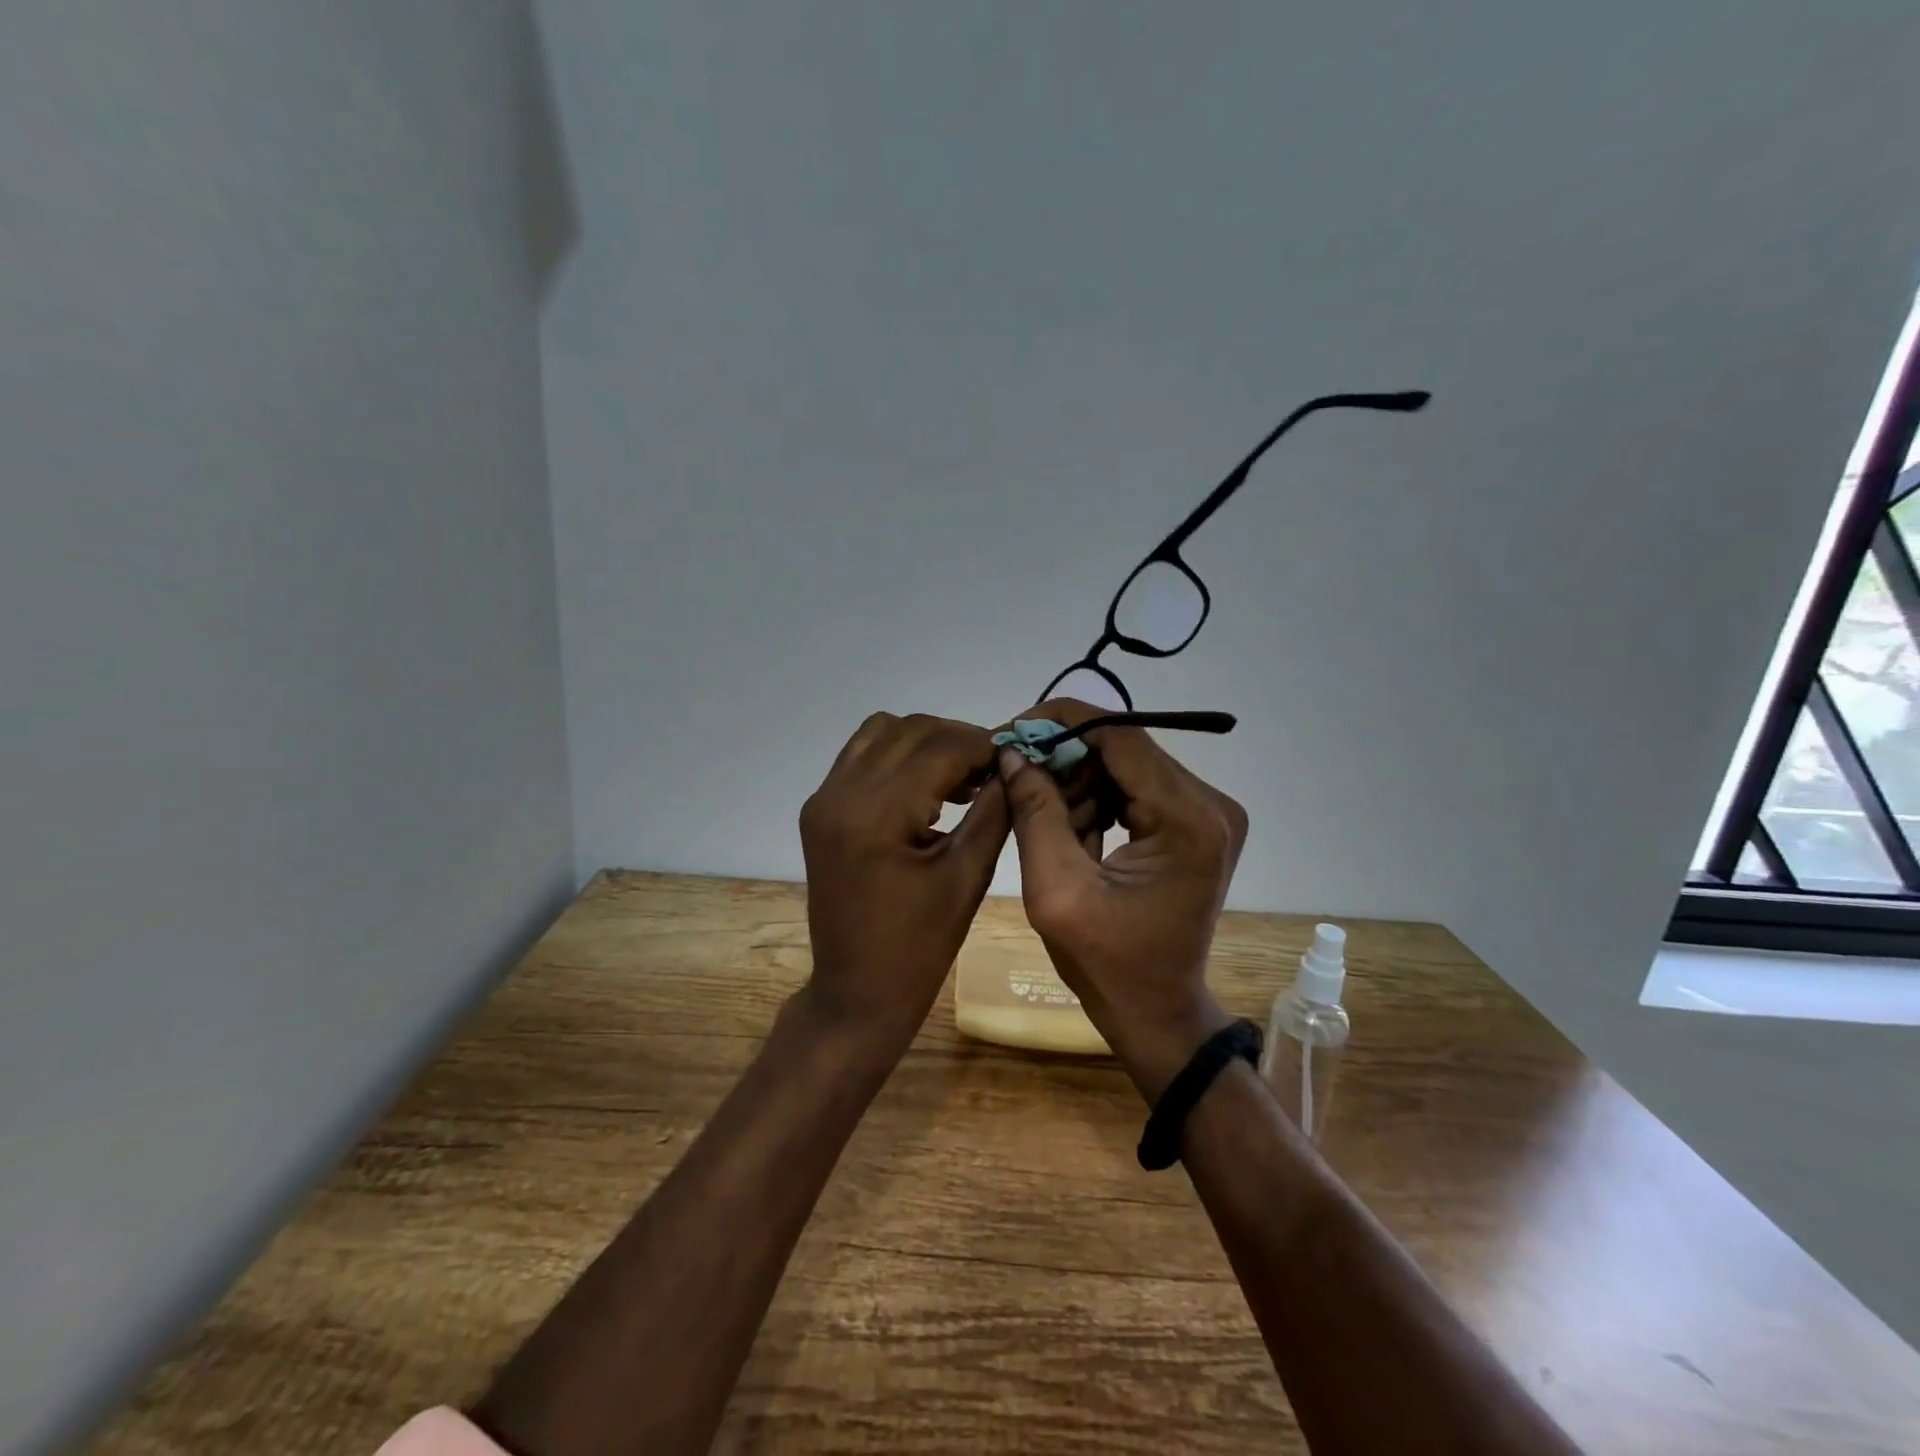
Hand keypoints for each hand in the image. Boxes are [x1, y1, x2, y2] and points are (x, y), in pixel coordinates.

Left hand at [799, 711, 1009, 1058]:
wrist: (856, 992)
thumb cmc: (919, 948)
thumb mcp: (967, 877)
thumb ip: (994, 811)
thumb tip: (1015, 764)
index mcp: (876, 814)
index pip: (940, 748)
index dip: (984, 745)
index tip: (1017, 757)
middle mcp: (840, 793)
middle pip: (910, 730)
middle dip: (958, 739)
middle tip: (994, 770)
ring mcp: (823, 798)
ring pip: (882, 732)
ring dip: (927, 742)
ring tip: (962, 777)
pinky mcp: (820, 808)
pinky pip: (862, 755)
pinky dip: (898, 756)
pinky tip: (927, 788)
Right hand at [998, 698, 1248, 1100]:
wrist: (1157, 1011)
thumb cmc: (1107, 965)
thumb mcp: (1056, 891)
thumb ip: (1035, 814)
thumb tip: (1013, 753)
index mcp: (1189, 821)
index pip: (1120, 737)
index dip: (1060, 724)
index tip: (1011, 733)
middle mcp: (1211, 804)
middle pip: (1124, 748)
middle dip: (1064, 758)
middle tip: (1016, 779)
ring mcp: (1209, 812)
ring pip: (1126, 765)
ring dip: (1078, 782)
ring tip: (1044, 820)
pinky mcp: (1197, 822)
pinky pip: (1136, 787)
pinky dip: (1097, 799)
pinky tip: (1073, 830)